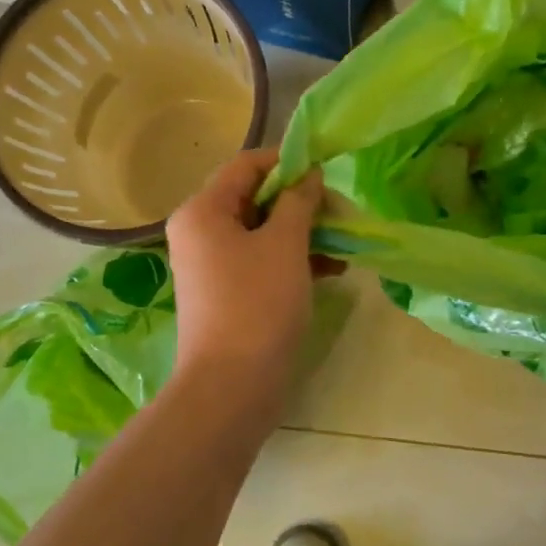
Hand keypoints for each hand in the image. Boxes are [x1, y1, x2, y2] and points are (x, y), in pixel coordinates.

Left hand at [164, 148, 327, 407]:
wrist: (232, 386)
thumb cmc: (257, 304)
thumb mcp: (285, 244)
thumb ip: (298, 201)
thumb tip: (309, 174)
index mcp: (203, 210)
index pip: (246, 165)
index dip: (288, 160)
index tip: (327, 169)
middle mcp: (200, 231)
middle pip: (254, 198)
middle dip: (301, 201)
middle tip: (341, 210)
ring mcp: (212, 265)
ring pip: (263, 232)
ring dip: (303, 232)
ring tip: (345, 241)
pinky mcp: (228, 293)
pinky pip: (262, 261)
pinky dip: (294, 260)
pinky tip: (334, 269)